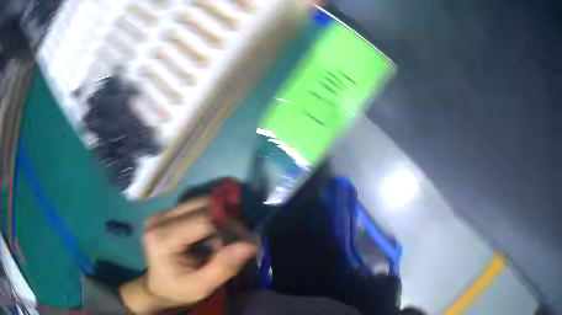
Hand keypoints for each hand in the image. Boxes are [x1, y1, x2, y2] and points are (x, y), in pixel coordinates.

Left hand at [119, 197, 257, 313]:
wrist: (159, 288)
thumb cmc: (179, 290)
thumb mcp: (202, 286)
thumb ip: (224, 266)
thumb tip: (250, 244)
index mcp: (162, 238)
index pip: (203, 220)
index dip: (229, 227)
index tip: (247, 242)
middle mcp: (159, 219)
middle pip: (201, 205)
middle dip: (225, 221)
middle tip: (237, 241)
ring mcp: (161, 214)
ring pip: (200, 204)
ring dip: (218, 219)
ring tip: (223, 242)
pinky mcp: (166, 214)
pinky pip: (195, 208)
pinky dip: (210, 220)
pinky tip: (212, 238)